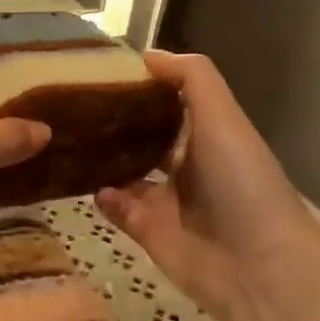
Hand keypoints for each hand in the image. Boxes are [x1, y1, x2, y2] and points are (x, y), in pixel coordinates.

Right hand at [94, 53, 319, 320]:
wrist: (256, 266)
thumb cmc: (241, 181)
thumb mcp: (223, 116)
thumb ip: (191, 78)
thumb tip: (146, 54)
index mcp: (208, 134)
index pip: (169, 101)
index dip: (141, 84)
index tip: (99, 68)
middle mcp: (186, 164)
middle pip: (142, 135)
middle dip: (112, 120)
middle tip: (69, 101)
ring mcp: (165, 200)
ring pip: (123, 171)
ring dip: (99, 157)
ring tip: (63, 136)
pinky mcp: (148, 230)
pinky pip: (115, 207)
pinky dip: (101, 195)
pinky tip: (84, 181)